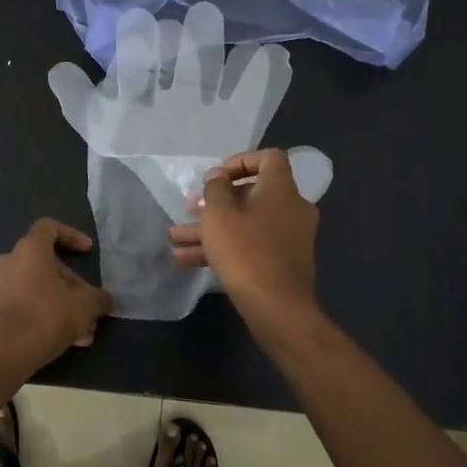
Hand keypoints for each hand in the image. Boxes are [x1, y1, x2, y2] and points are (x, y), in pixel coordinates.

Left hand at [0, 219, 113, 374]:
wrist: (1, 355)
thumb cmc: (45, 316)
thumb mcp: (84, 306)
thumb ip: (99, 298)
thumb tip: (106, 300)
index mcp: (29, 250)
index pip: (49, 227)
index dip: (72, 235)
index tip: (88, 251)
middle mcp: (9, 262)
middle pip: (47, 264)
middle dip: (72, 284)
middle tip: (90, 305)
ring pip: (38, 289)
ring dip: (63, 305)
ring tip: (85, 331)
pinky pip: (26, 305)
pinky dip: (46, 316)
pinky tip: (67, 341)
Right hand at [169, 149, 318, 320]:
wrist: (278, 308)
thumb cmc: (246, 252)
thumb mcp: (219, 215)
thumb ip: (215, 189)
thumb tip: (219, 177)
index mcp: (281, 189)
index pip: (268, 158)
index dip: (240, 161)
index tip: (216, 177)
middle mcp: (291, 208)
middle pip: (251, 194)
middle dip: (215, 202)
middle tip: (189, 208)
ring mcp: (289, 237)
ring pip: (245, 223)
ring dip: (211, 229)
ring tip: (175, 238)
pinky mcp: (282, 262)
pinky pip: (251, 245)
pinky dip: (224, 248)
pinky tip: (187, 260)